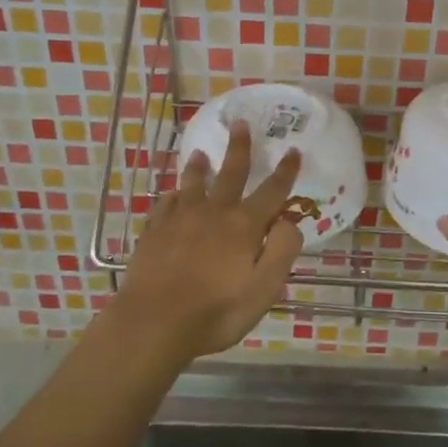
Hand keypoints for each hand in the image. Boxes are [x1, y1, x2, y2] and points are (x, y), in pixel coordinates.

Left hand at [112, 121, 304, 360]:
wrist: (154, 322)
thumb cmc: (216, 312)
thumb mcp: (264, 290)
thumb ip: (282, 251)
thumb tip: (289, 221)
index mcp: (244, 226)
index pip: (271, 192)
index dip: (285, 172)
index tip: (293, 151)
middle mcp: (213, 213)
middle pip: (230, 174)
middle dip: (239, 148)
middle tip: (241, 124)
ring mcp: (179, 220)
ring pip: (192, 184)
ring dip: (199, 167)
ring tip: (199, 153)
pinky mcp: (154, 232)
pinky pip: (165, 204)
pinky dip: (172, 195)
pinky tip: (171, 194)